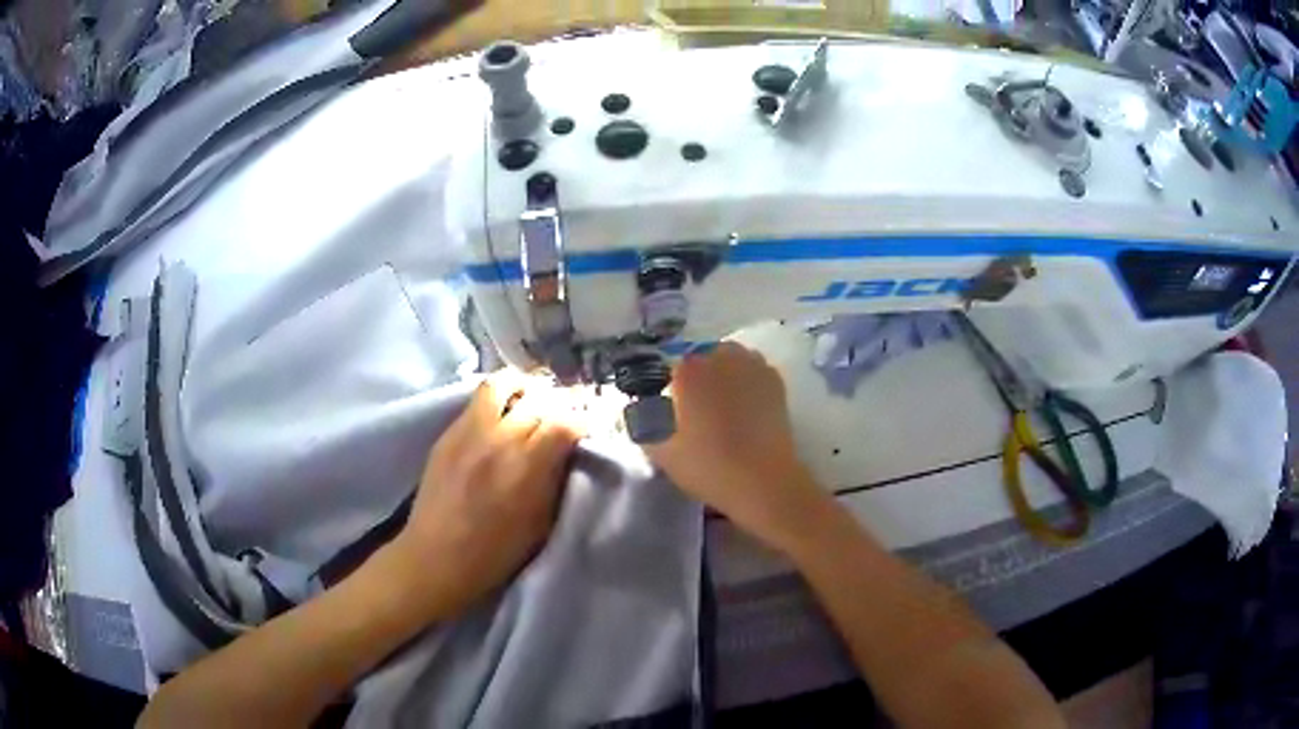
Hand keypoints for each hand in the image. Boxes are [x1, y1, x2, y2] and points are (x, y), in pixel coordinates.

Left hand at [387, 374, 582, 620]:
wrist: (437, 558)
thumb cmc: (496, 553)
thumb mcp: (542, 523)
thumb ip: (556, 480)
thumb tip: (567, 453)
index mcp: (528, 466)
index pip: (566, 422)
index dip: (582, 421)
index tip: (587, 430)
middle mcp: (500, 439)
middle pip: (539, 400)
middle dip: (558, 405)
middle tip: (562, 418)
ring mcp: (469, 431)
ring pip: (502, 383)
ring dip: (523, 388)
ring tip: (530, 400)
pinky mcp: (447, 433)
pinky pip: (477, 400)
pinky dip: (497, 400)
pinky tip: (501, 415)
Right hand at [644, 342, 832, 551]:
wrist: (764, 481)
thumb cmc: (709, 467)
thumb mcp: (661, 453)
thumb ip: (644, 427)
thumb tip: (639, 413)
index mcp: (688, 370)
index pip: (669, 366)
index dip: (668, 386)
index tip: (670, 408)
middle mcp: (720, 357)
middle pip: (701, 358)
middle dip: (697, 377)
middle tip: (696, 408)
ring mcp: (752, 365)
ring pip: (730, 359)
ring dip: (723, 374)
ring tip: (722, 404)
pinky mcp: (776, 380)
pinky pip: (753, 370)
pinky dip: (746, 381)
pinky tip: (745, 404)